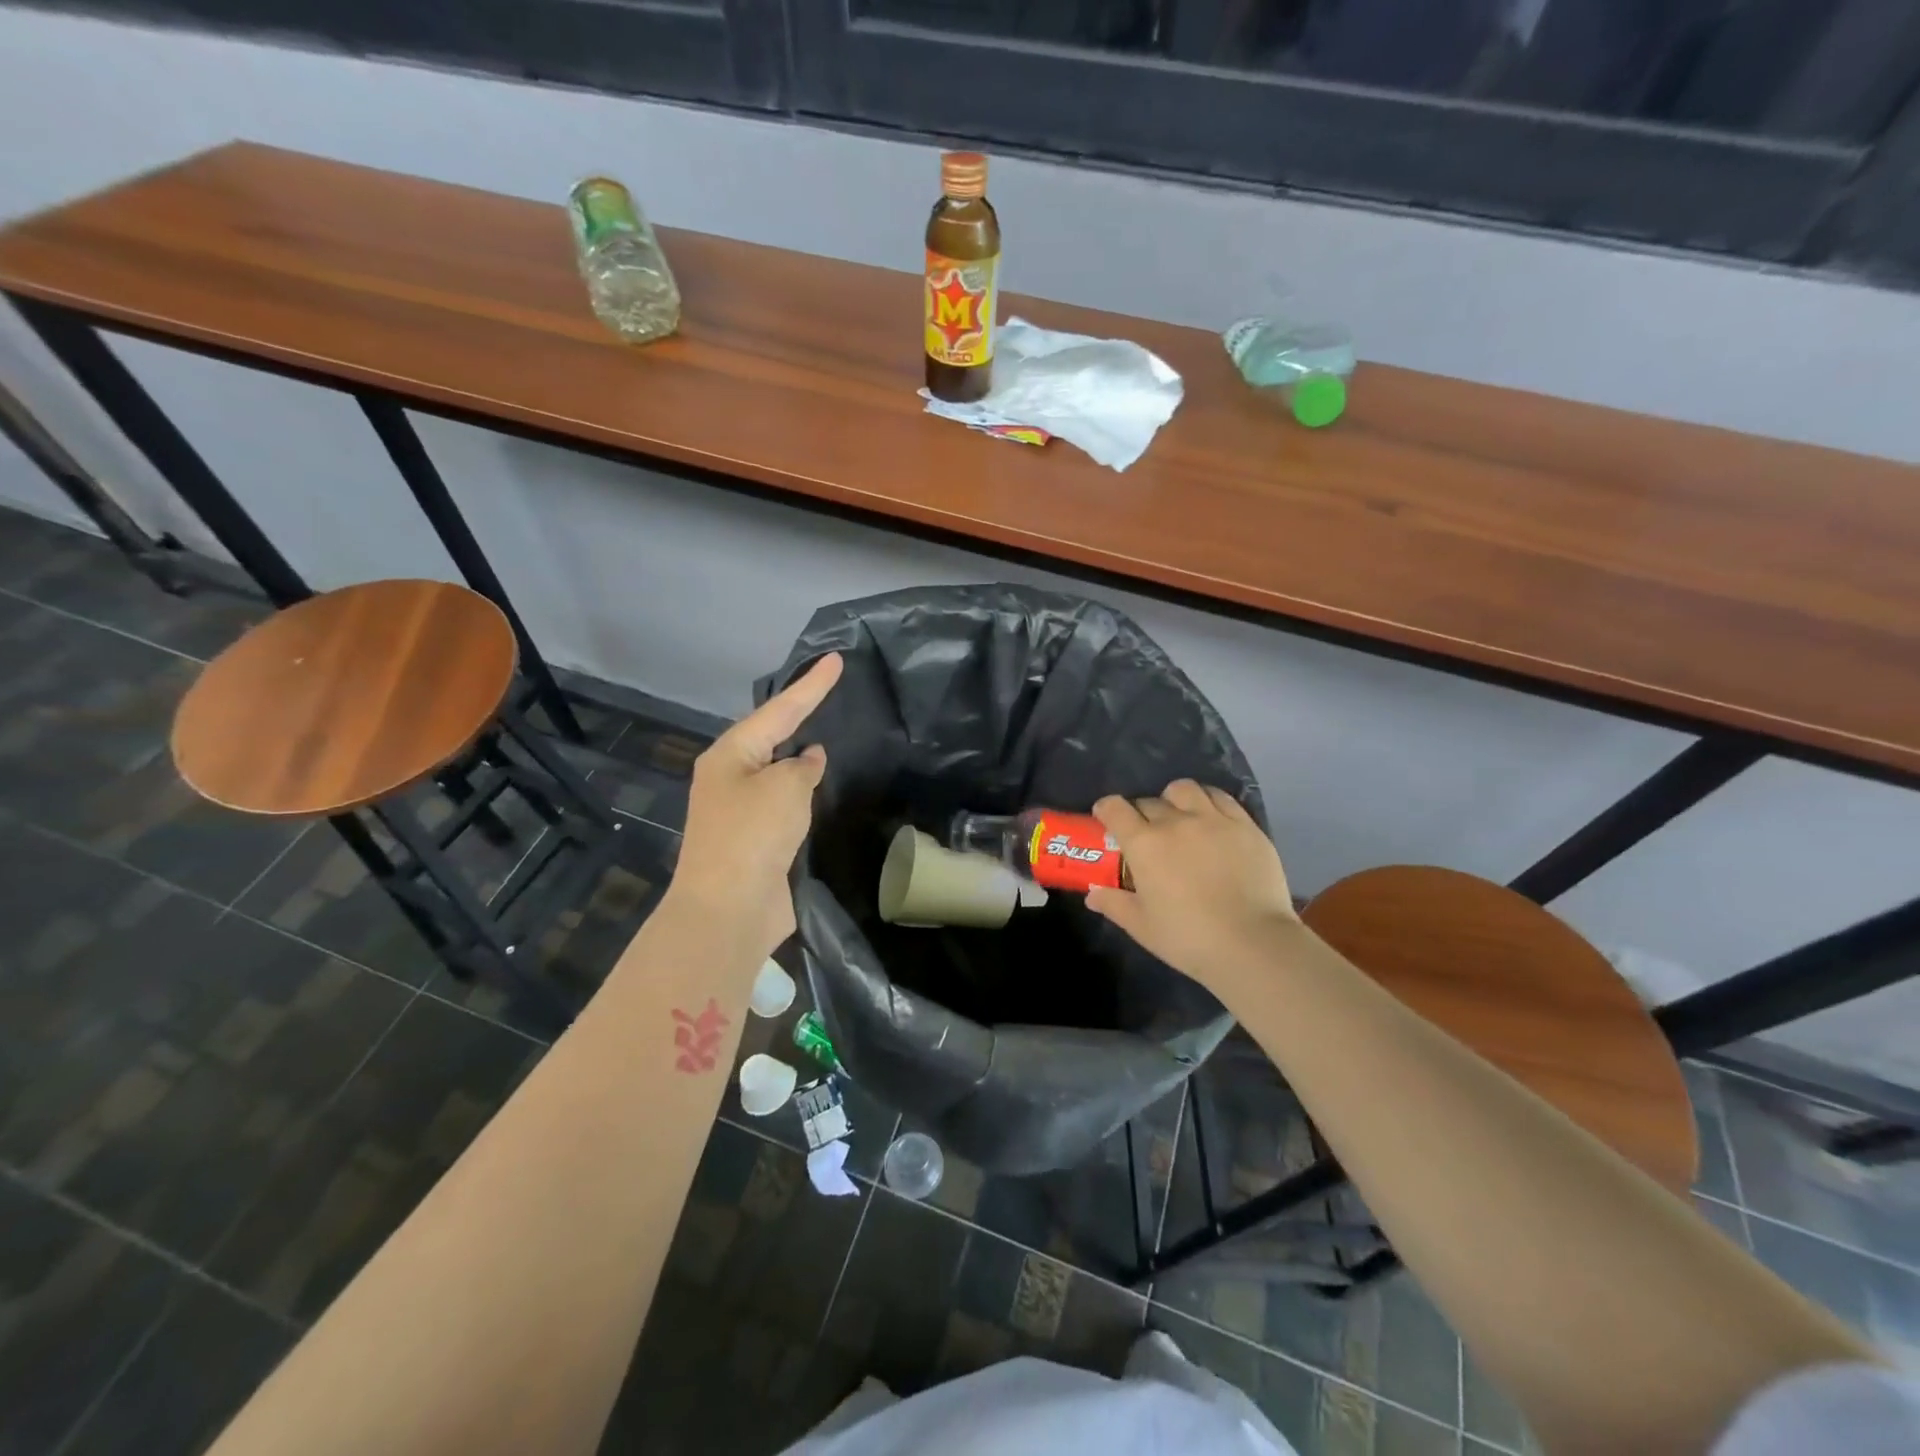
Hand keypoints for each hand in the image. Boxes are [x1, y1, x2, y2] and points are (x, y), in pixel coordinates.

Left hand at [670, 653, 843, 958]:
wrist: (729, 909)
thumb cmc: (753, 835)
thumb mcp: (786, 788)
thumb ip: (803, 766)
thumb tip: (808, 759)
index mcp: (730, 756)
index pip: (779, 710)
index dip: (811, 685)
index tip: (837, 659)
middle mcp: (731, 778)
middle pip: (772, 737)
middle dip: (799, 716)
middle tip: (829, 691)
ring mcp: (741, 812)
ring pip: (778, 773)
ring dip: (801, 759)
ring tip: (831, 735)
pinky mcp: (756, 841)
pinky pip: (785, 805)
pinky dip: (804, 794)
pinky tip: (823, 788)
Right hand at [1088, 779, 1297, 987]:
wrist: (1254, 944)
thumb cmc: (1189, 938)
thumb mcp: (1142, 927)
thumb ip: (1114, 904)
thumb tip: (1092, 894)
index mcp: (1145, 844)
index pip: (1115, 809)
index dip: (1106, 809)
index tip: (1105, 818)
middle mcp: (1176, 822)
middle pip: (1149, 801)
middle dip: (1140, 813)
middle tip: (1146, 834)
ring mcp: (1213, 820)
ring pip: (1184, 789)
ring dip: (1174, 799)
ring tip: (1180, 816)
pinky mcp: (1245, 825)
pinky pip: (1221, 797)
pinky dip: (1208, 801)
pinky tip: (1210, 817)